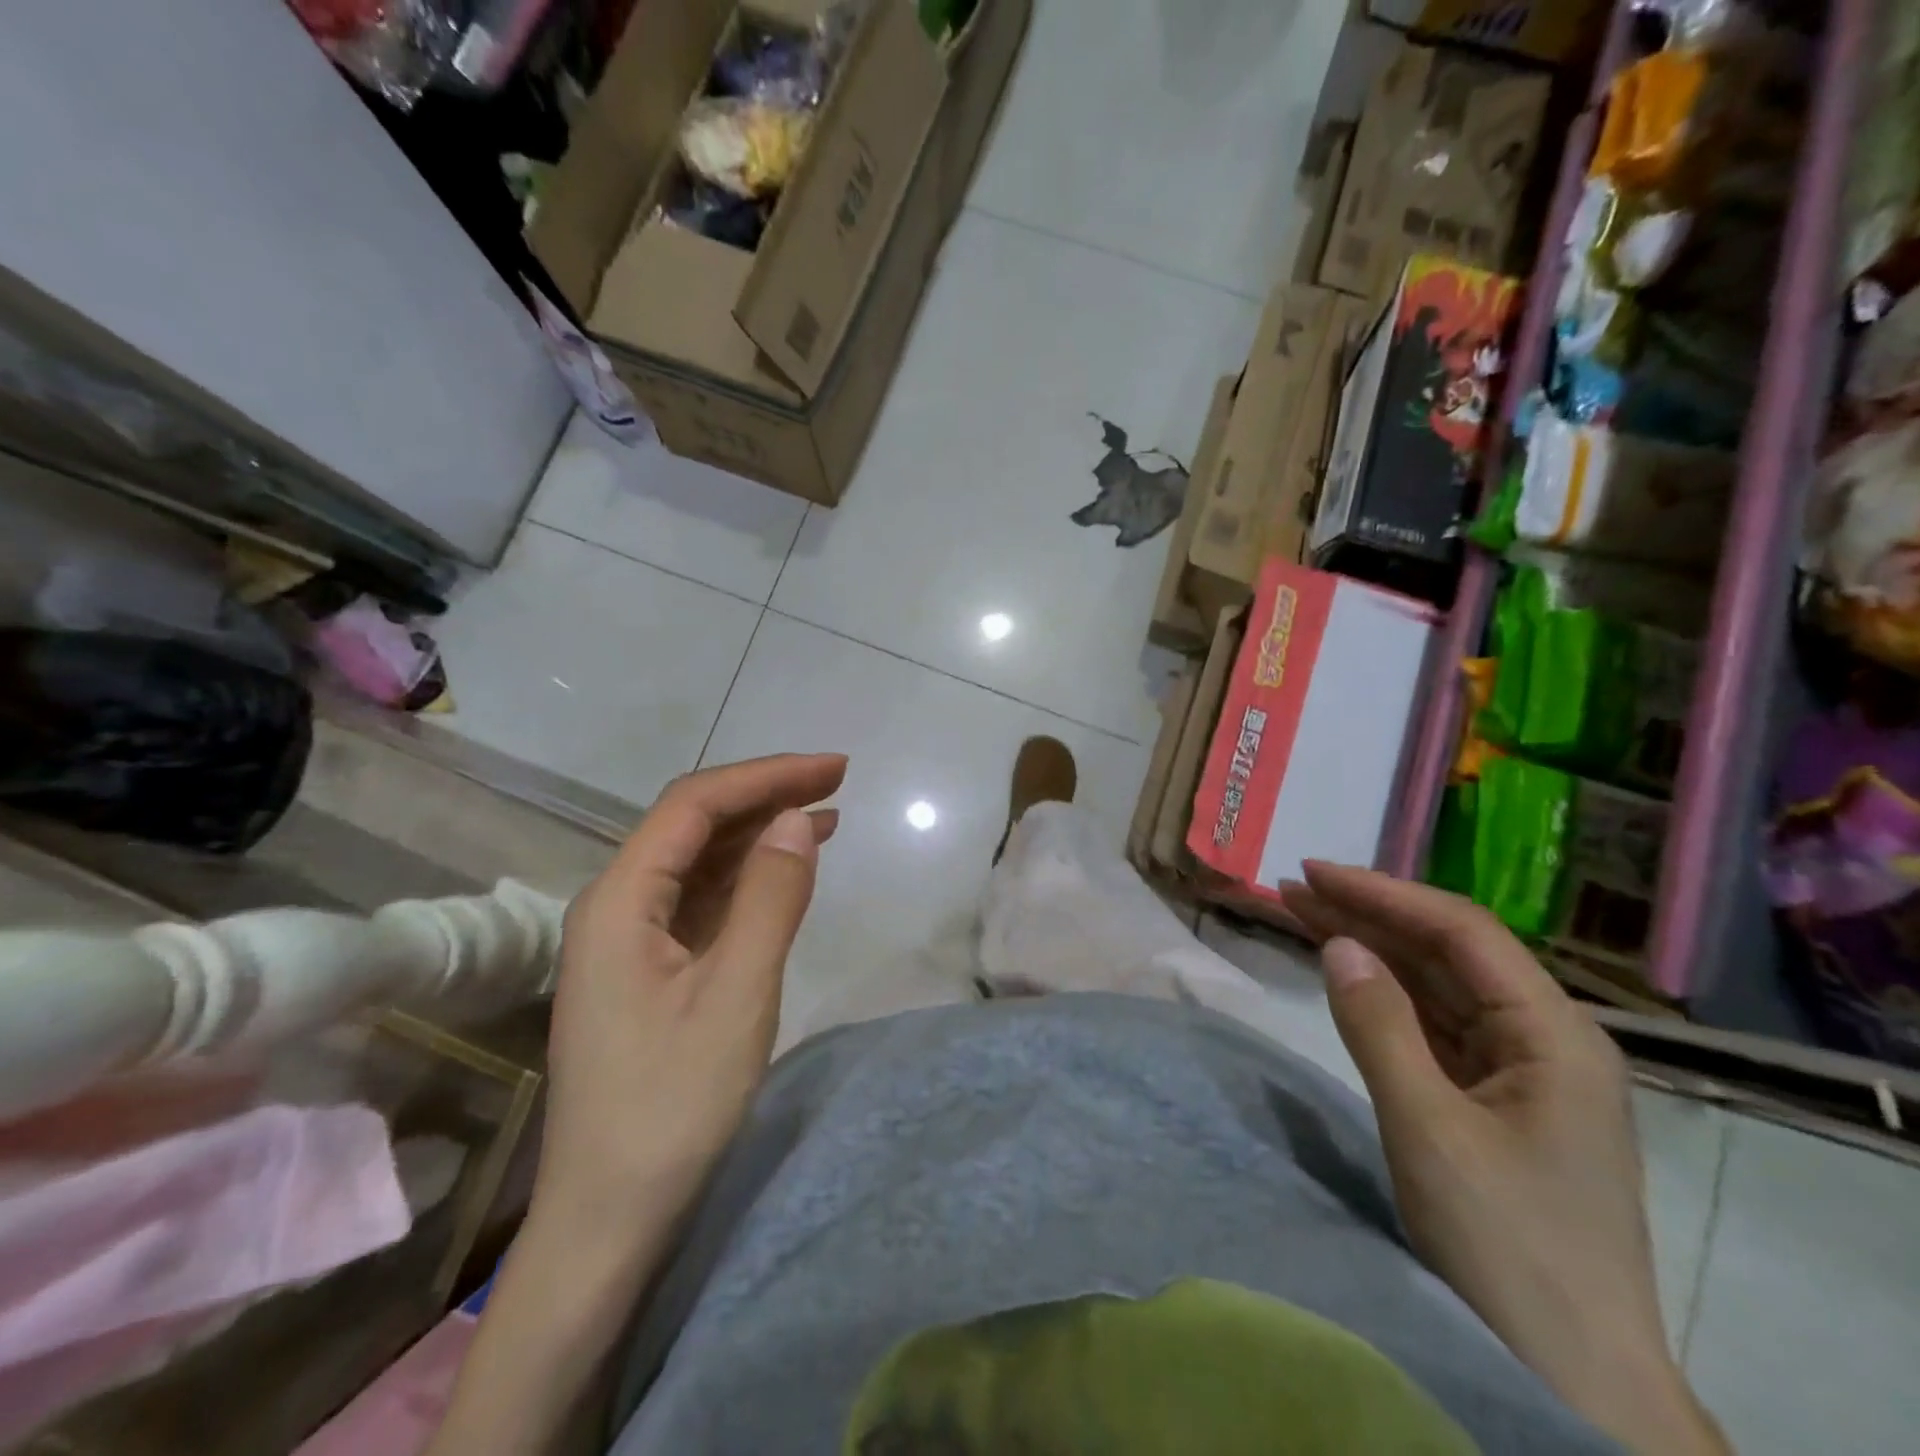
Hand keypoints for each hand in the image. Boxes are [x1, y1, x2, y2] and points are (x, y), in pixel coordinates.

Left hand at [532, 754, 846, 1248]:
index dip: (767, 776)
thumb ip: (769, 898)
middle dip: (766, 796)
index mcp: (620, 901)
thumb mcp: (737, 995)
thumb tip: (799, 820)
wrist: (610, 1218)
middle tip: (838, 783)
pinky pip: (700, 900)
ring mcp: (628, 940)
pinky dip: (747, 878)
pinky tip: (786, 874)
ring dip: (760, 834)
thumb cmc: (672, 1107)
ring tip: (827, 818)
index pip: (695, 805)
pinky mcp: (647, 969)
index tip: (834, 769)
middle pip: (694, 825)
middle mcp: (615, 906)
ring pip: (699, 861)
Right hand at [1279, 863, 1727, 1455]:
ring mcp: (1522, 1072)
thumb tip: (1338, 943)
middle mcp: (1545, 1039)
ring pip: (1436, 987)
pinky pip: (1433, 1027)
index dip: (1382, 894)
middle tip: (1290, 890)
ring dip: (1371, 951)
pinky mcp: (1496, 1102)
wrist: (1574, 1378)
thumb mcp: (1428, 1129)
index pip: (1460, 932)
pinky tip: (1348, 978)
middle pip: (1446, 953)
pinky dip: (1384, 997)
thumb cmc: (1506, 1246)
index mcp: (1554, 1035)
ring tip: (1301, 917)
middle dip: (1368, 916)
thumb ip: (1379, 1025)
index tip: (1311, 873)